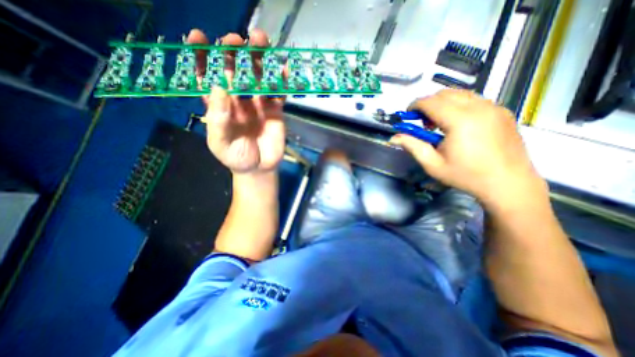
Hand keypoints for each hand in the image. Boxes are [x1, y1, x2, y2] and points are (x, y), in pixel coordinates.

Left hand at [186, 28, 284, 173]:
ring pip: (258, 76)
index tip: (198, 37)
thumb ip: (218, 119)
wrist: (260, 168)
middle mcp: (238, 99)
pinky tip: (284, 69)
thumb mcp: (220, 143)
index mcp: (219, 105)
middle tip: (237, 40)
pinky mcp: (275, 109)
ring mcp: (258, 103)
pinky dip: (281, 80)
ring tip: (262, 42)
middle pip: (234, 70)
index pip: (207, 76)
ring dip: (259, 59)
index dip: (201, 56)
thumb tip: (218, 87)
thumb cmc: (237, 157)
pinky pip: (278, 92)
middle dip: (234, 52)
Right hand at [393, 88, 545, 205]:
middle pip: (445, 94)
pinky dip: (459, 106)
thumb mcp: (432, 164)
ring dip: (443, 104)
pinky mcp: (502, 111)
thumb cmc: (466, 176)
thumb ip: (412, 146)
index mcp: (460, 121)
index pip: (431, 102)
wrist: (508, 184)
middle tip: (424, 124)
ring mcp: (494, 107)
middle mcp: (478, 108)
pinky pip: (474, 100)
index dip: (415, 106)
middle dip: (428, 104)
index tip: (407, 115)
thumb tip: (393, 137)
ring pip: (460, 94)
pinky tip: (458, 125)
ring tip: (440, 124)